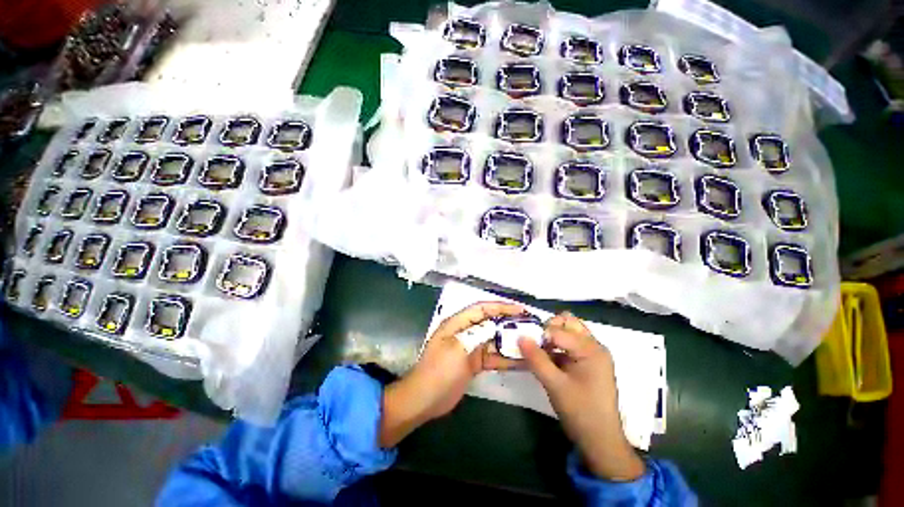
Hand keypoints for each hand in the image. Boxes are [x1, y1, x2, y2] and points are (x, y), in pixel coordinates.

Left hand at [378, 302, 524, 447]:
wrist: (425, 399)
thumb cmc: (439, 370)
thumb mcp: (457, 349)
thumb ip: (477, 335)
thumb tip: (496, 326)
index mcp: (457, 323)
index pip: (482, 309)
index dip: (501, 307)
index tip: (521, 310)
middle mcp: (465, 332)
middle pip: (490, 323)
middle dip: (509, 323)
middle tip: (531, 326)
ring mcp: (470, 348)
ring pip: (494, 340)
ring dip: (510, 341)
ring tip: (531, 342)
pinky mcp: (474, 363)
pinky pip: (493, 357)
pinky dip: (506, 359)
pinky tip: (523, 361)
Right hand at [518, 312, 644, 481]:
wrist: (601, 442)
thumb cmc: (580, 412)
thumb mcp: (554, 385)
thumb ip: (536, 359)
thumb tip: (520, 336)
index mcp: (591, 349)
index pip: (558, 330)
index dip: (540, 335)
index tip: (525, 344)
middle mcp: (594, 346)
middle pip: (568, 323)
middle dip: (548, 328)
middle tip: (535, 343)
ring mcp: (592, 354)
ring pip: (568, 332)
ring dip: (551, 337)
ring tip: (538, 351)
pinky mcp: (588, 363)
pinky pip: (569, 345)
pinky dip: (556, 347)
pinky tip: (545, 359)